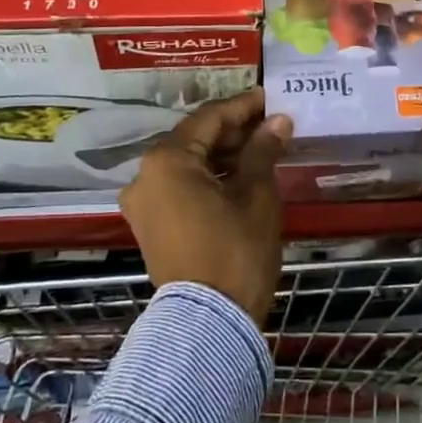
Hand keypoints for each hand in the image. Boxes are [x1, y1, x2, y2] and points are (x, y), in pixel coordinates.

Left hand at [120, 88, 290, 324]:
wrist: (208, 325)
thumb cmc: (234, 251)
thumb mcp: (255, 195)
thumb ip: (263, 150)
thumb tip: (278, 121)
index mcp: (166, 160)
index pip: (210, 118)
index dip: (244, 106)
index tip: (271, 97)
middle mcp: (145, 175)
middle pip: (195, 139)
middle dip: (235, 131)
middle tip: (272, 125)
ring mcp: (144, 203)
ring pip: (189, 163)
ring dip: (224, 155)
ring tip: (263, 148)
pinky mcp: (150, 225)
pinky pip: (181, 187)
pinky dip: (210, 178)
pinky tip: (241, 175)